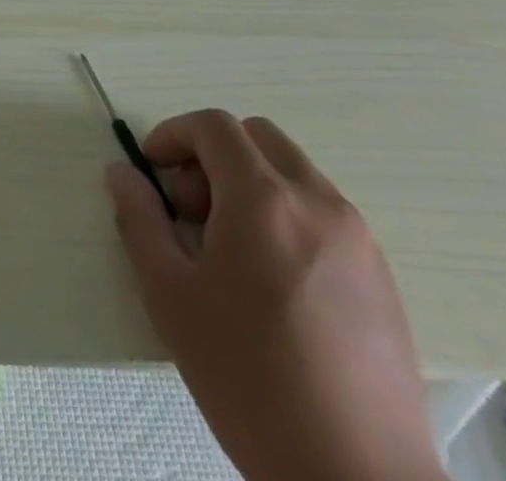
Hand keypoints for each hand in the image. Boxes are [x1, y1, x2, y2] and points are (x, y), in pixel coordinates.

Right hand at [107, 111, 445, 480]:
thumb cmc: (250, 380)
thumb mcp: (170, 295)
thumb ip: (139, 219)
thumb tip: (123, 173)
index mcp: (264, 199)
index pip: (213, 126)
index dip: (173, 134)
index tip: (153, 172)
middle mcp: (317, 202)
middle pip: (257, 137)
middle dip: (213, 155)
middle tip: (191, 210)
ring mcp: (358, 239)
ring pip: (292, 173)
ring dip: (250, 184)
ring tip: (229, 251)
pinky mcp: (382, 277)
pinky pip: (322, 213)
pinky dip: (286, 215)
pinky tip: (272, 282)